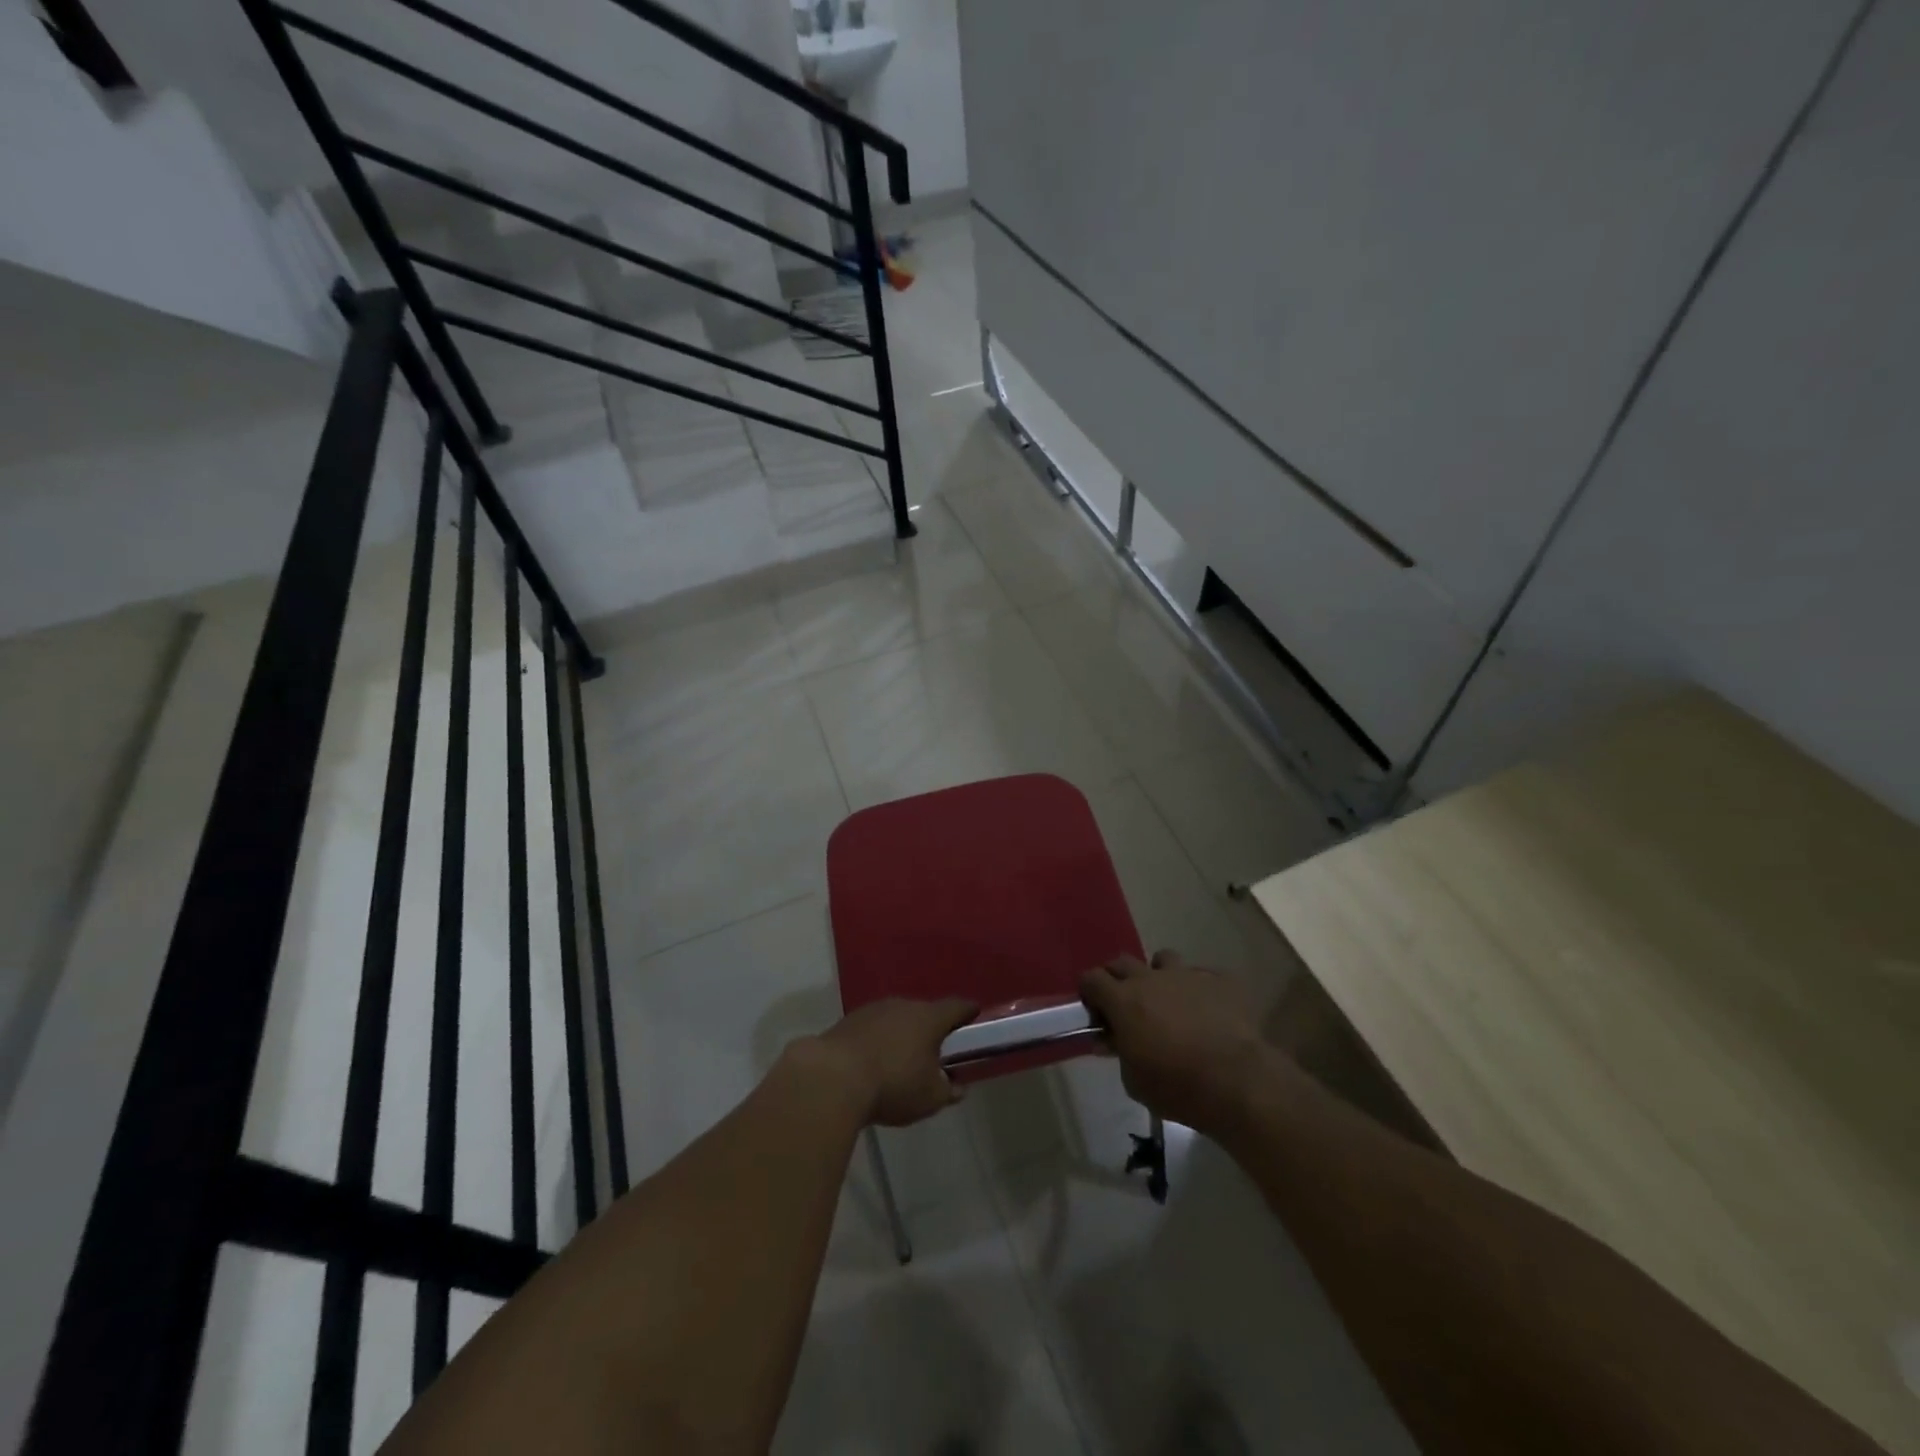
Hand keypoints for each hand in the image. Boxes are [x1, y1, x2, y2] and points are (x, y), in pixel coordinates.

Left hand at [810, 997, 977, 1126]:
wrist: (833, 1078)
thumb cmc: (893, 1084)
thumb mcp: (930, 1098)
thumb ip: (948, 1091)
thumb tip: (958, 1087)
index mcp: (929, 1018)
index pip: (956, 1007)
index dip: (967, 1011)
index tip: (974, 1015)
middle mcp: (903, 1005)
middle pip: (924, 1012)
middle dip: (931, 1029)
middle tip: (935, 1050)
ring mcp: (873, 1010)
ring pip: (897, 1019)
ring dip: (902, 1034)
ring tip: (902, 1060)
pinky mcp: (848, 1021)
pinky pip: (873, 1028)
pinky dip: (878, 1041)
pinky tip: (874, 1063)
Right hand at [1080, 950, 1268, 1134]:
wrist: (1237, 1082)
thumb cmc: (1176, 1086)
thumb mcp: (1134, 1081)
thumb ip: (1119, 1053)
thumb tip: (1110, 1040)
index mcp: (1123, 1000)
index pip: (1091, 978)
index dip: (1090, 992)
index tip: (1095, 1010)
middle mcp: (1151, 978)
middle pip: (1123, 962)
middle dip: (1118, 979)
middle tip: (1126, 1004)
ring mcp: (1187, 975)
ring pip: (1164, 959)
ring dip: (1160, 975)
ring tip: (1168, 1000)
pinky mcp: (1220, 980)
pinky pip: (1203, 975)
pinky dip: (1199, 989)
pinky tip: (1207, 1011)